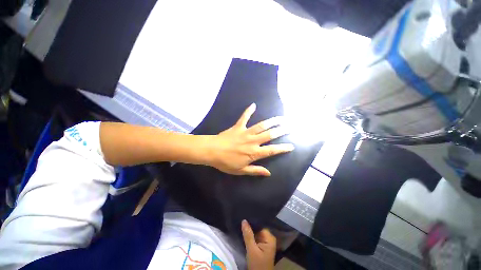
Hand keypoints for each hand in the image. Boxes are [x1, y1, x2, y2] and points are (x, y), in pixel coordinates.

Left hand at [208, 104, 293, 175]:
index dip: (282, 148)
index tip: (291, 146)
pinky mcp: (238, 127)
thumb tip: (269, 173)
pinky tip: (253, 104)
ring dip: (271, 121)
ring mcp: (245, 132)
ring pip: (261, 126)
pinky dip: (248, 111)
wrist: (212, 151)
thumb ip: (255, 170)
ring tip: (280, 118)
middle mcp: (252, 141)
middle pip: (269, 135)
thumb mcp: (241, 171)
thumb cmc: (226, 162)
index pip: (272, 150)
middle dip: (281, 131)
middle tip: (290, 127)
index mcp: (254, 153)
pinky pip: (244, 117)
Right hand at [242, 220, 276, 269]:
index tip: (245, 216)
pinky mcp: (261, 246)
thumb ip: (248, 235)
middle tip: (242, 219)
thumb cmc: (258, 265)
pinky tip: (245, 231)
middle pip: (258, 228)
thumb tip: (244, 220)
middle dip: (251, 225)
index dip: (253, 221)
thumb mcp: (252, 250)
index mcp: (270, 238)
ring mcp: (265, 242)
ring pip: (256, 232)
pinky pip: (255, 237)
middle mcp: (269, 238)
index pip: (260, 225)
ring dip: (250, 230)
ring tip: (242, 223)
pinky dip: (250, 235)